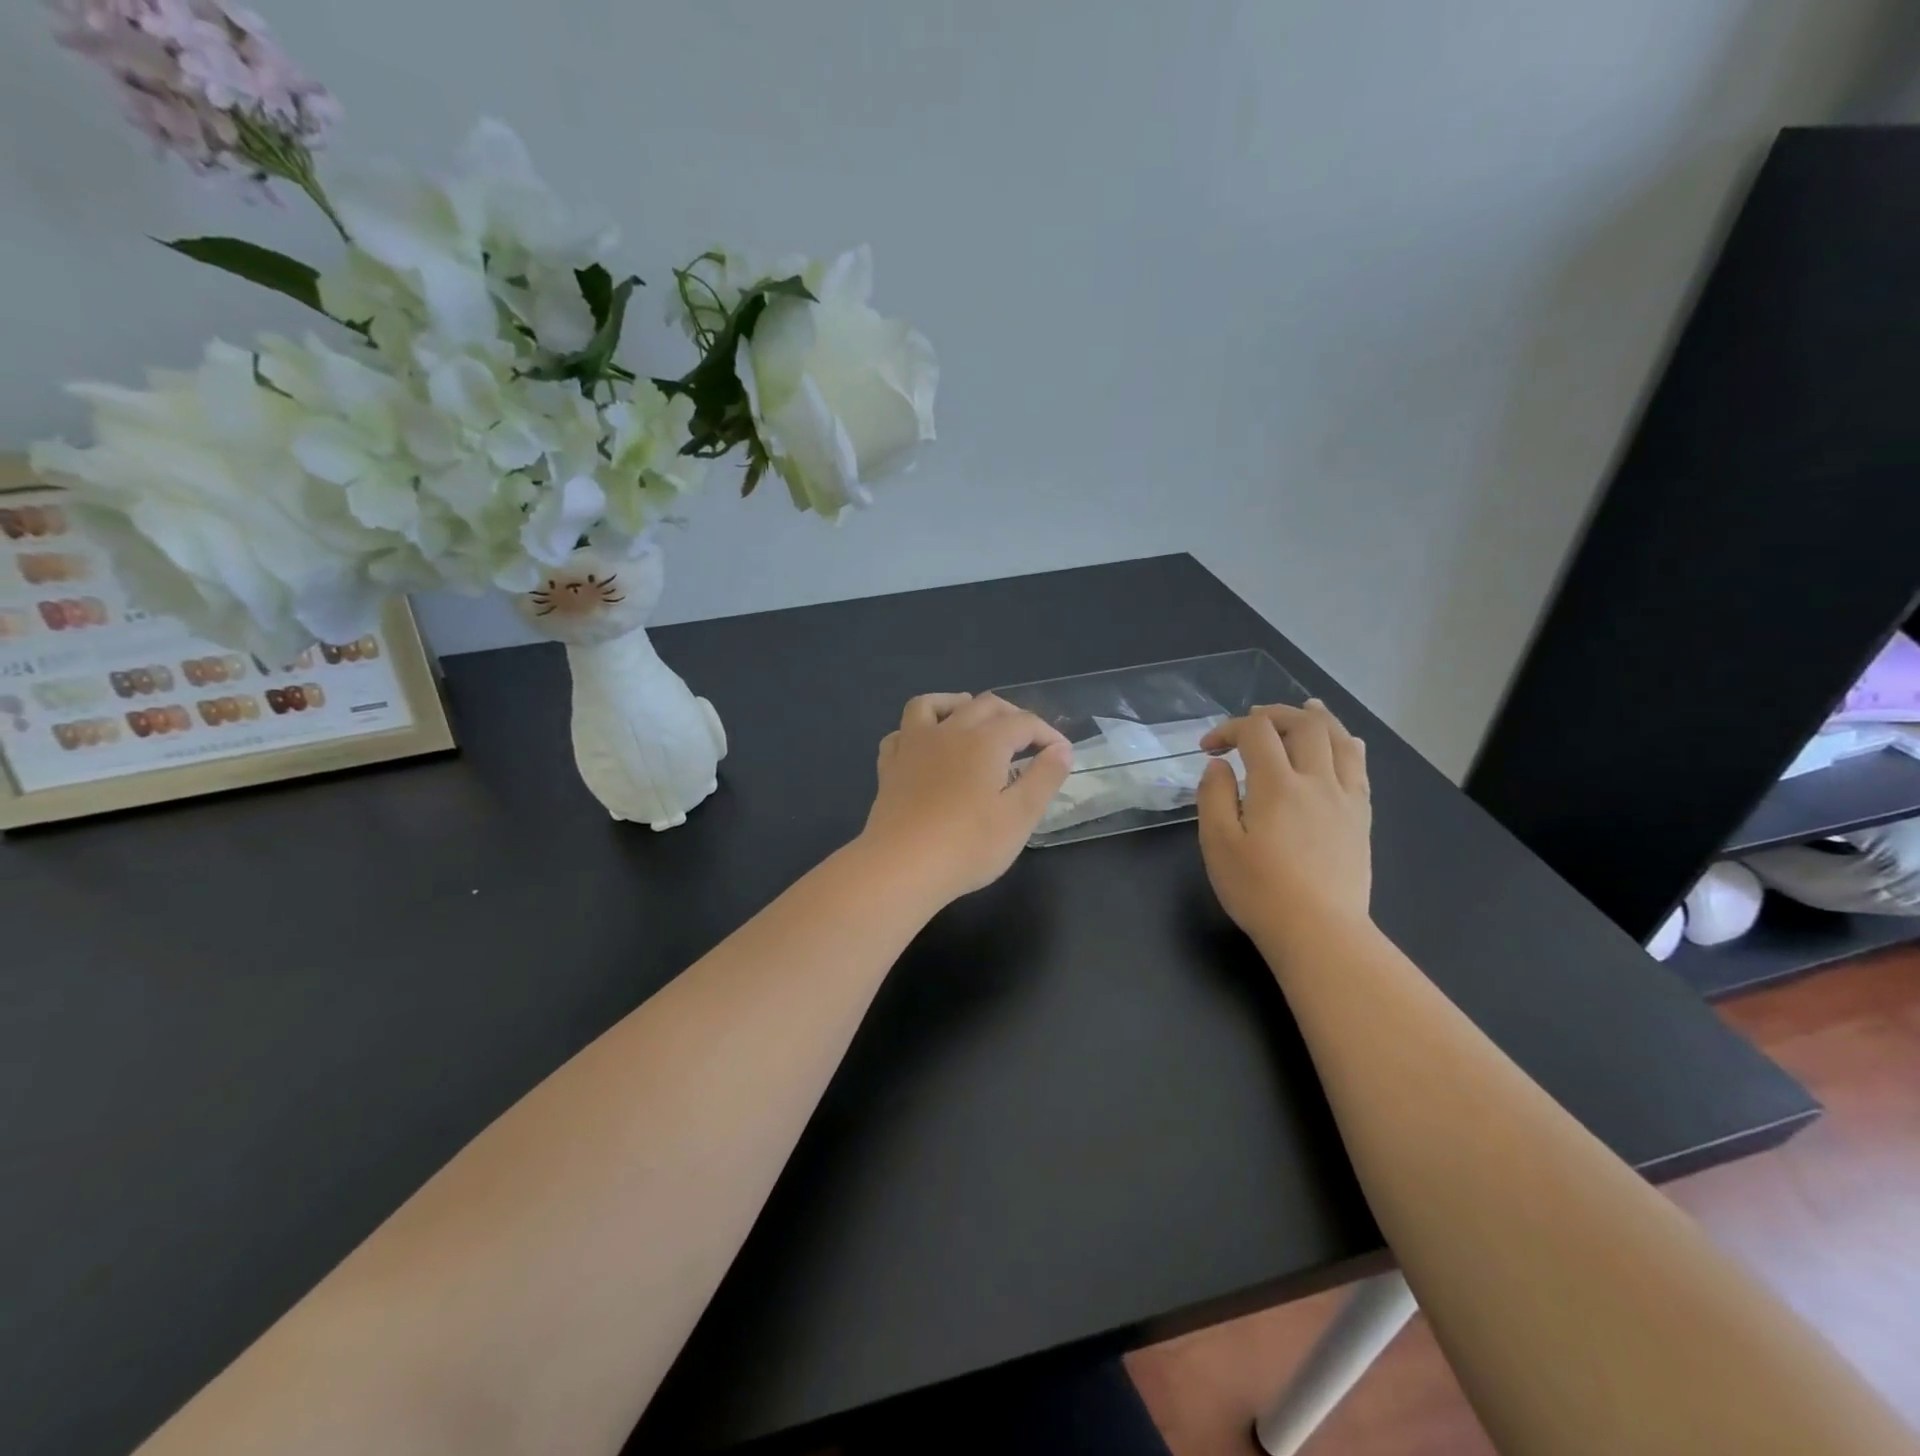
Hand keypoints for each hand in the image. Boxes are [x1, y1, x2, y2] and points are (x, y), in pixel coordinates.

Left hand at [859, 692, 1072, 902]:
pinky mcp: (890, 766)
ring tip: (971, 716)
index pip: (1024, 723)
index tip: (1061, 755)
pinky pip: (901, 732)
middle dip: (1011, 715)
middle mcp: (949, 731)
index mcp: (985, 741)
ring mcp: (913, 745)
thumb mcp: (1020, 816)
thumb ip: (1044, 778)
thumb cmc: (968, 845)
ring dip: (957, 704)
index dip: (1047, 734)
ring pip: (933, 705)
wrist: (901, 866)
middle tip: (1027, 739)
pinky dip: (917, 730)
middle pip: (984, 705)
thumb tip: (1061, 749)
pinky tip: (924, 744)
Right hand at [1196, 699, 1371, 941]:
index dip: (1228, 729)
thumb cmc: (1259, 890)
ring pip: (1339, 738)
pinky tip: (1344, 741)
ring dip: (1317, 718)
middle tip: (1251, 723)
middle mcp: (1315, 780)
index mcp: (1276, 785)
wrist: (1319, 931)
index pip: (1255, 732)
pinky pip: (1360, 767)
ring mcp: (1344, 798)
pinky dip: (1348, 744)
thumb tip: (1219, 765)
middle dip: (1273, 714)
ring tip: (1304, 707)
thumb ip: (1213, 796)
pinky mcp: (1360, 817)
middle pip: (1303, 724)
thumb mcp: (1218, 844)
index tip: (1208, 749)